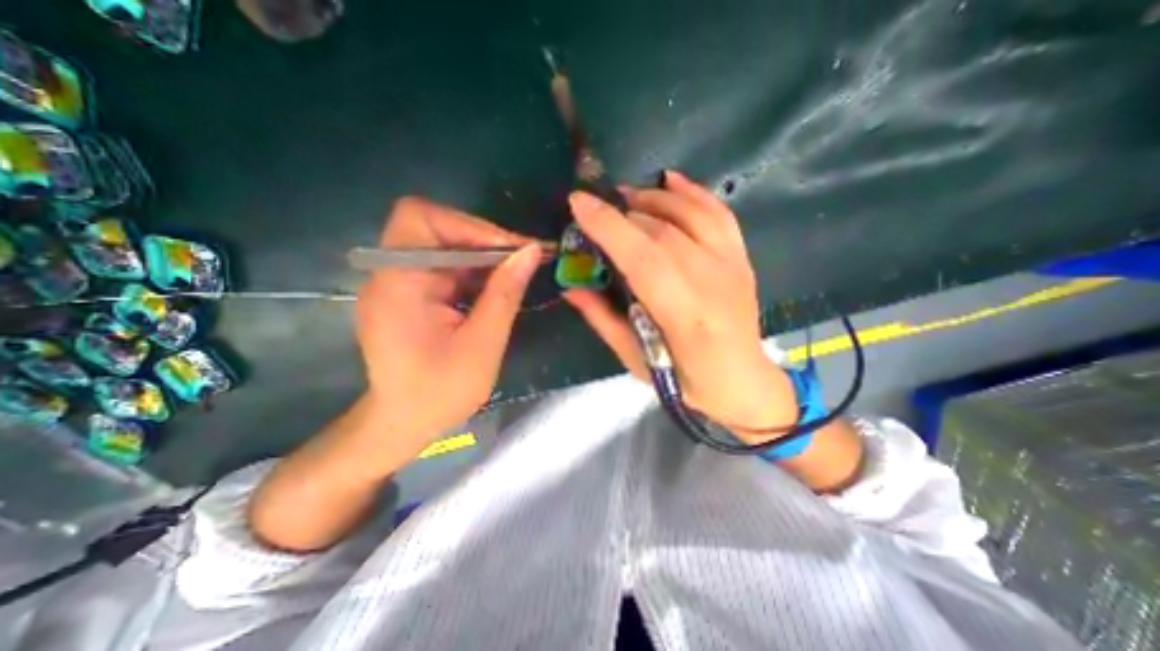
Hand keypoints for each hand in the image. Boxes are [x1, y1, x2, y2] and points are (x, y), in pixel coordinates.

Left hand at [357, 195, 541, 457]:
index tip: (512, 248)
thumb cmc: (440, 393)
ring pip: (444, 246)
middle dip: (482, 239)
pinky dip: (474, 271)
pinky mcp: (411, 294)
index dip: (468, 225)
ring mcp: (399, 283)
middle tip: (522, 258)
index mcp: (398, 284)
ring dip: (482, 255)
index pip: (421, 218)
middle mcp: (390, 274)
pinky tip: (496, 286)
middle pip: (434, 228)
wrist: (404, 424)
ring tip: (517, 271)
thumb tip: (530, 252)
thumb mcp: (482, 344)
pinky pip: (445, 267)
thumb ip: (505, 293)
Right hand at [563, 170, 797, 438]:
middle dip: (622, 212)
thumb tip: (570, 286)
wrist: (741, 381)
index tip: (578, 203)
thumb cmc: (684, 379)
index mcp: (684, 314)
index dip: (609, 226)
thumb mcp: (635, 358)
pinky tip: (670, 180)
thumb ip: (602, 318)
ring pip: (689, 214)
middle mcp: (712, 281)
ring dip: (653, 197)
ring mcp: (731, 264)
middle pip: (661, 231)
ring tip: (626, 196)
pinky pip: (718, 213)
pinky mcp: (741, 258)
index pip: (642, 256)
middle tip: (596, 208)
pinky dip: (693, 191)